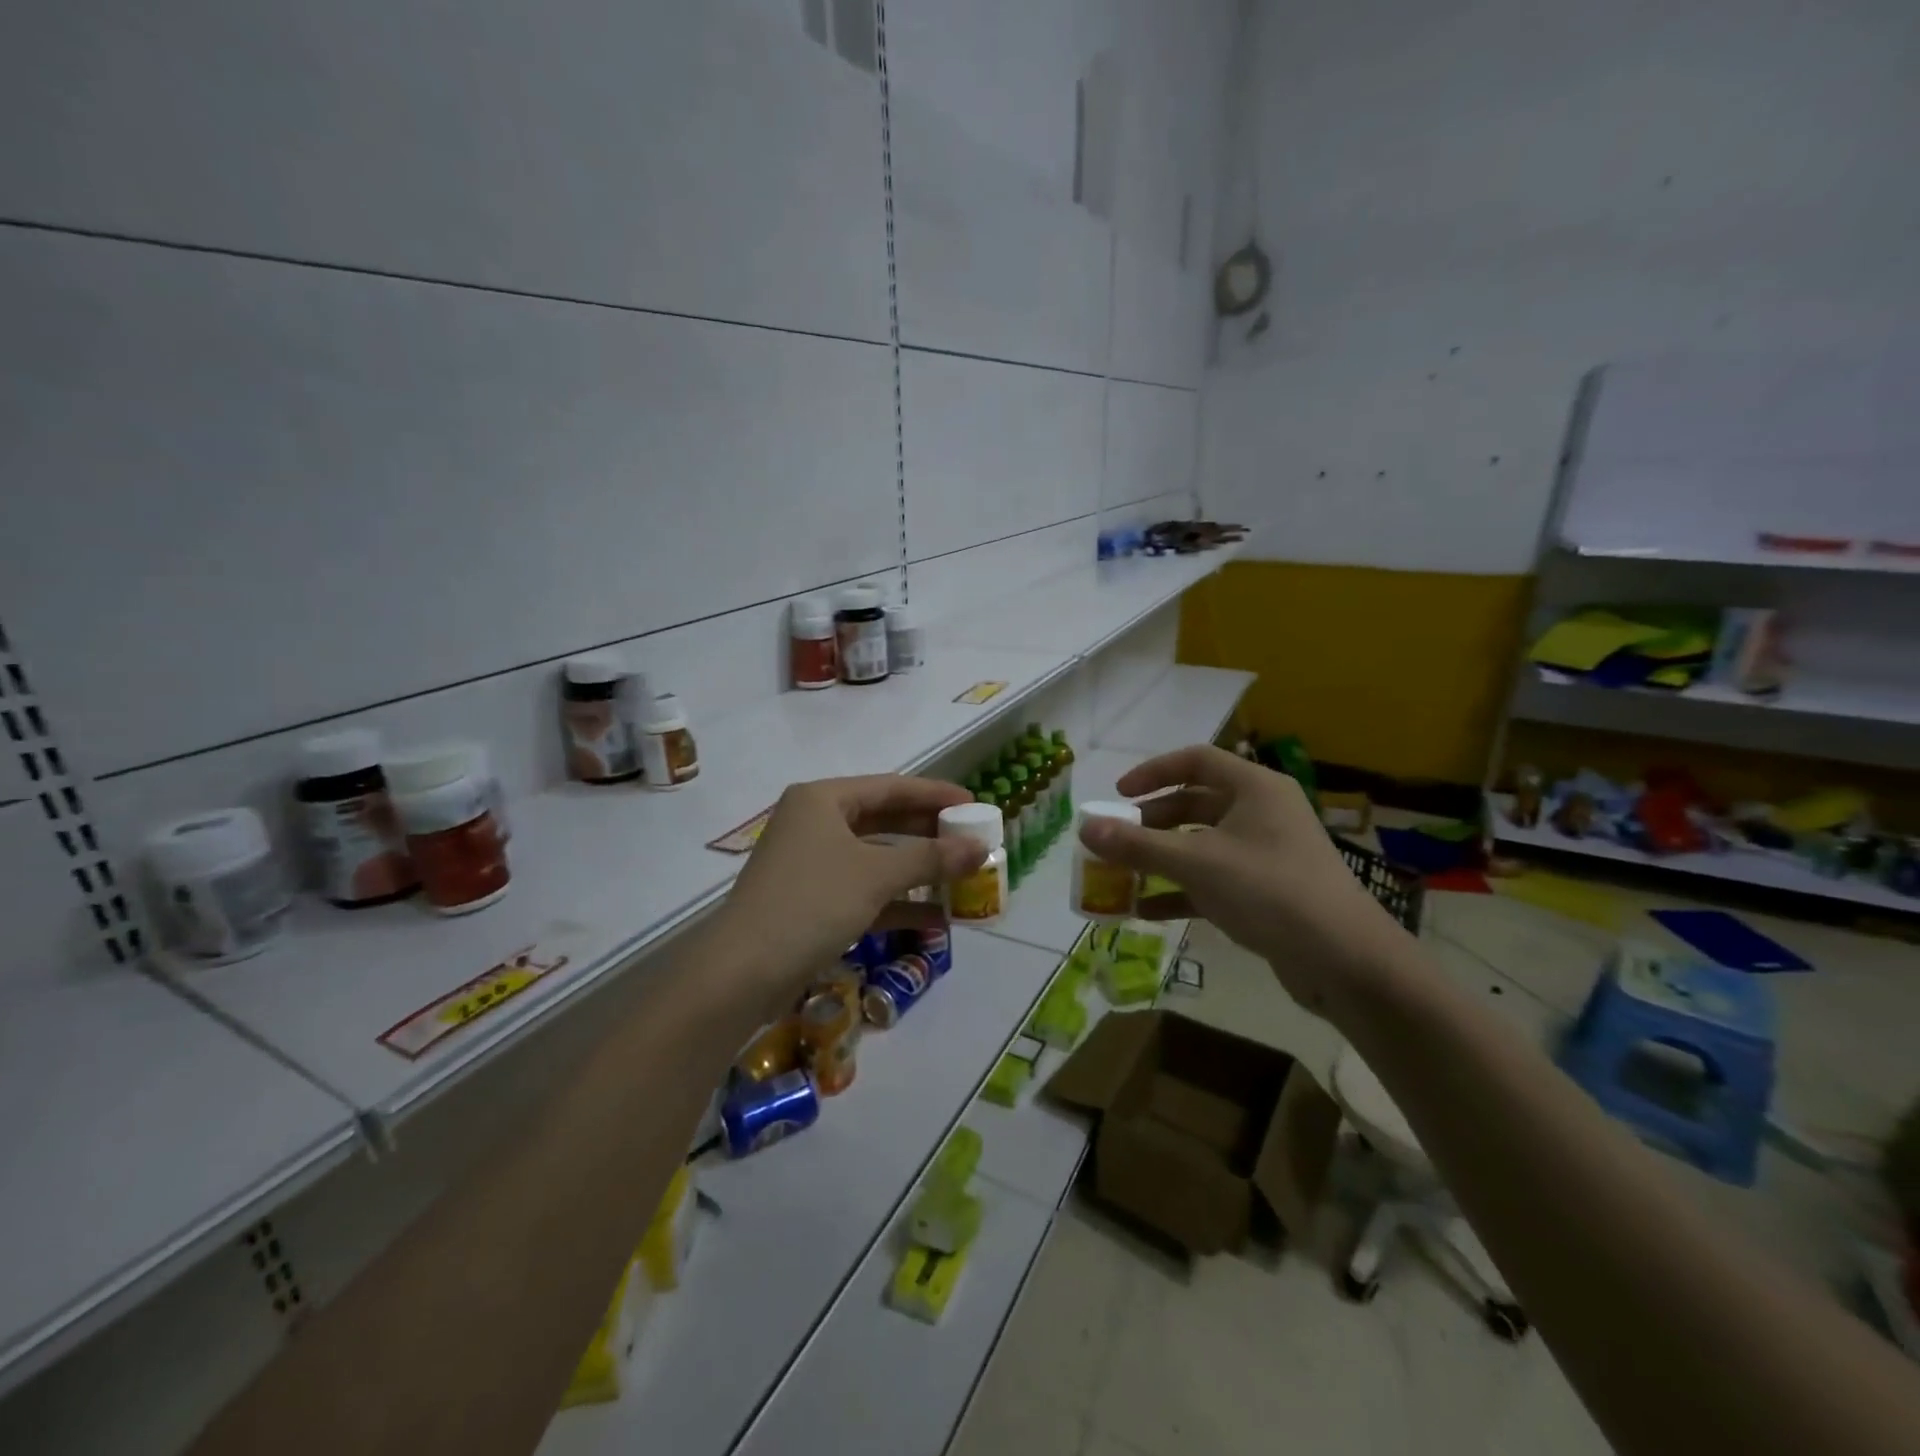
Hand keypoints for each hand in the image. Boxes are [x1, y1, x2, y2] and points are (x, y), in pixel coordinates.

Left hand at [718, 775, 985, 1006]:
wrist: (743, 972)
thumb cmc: (812, 902)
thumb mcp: (876, 875)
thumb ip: (931, 858)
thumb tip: (981, 848)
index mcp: (823, 799)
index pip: (891, 787)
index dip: (935, 795)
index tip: (975, 805)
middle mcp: (815, 823)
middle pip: (884, 821)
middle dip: (929, 835)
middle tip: (972, 841)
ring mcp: (812, 865)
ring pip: (876, 859)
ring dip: (918, 871)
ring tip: (963, 879)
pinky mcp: (813, 902)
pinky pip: (865, 892)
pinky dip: (897, 902)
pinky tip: (937, 918)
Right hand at [1078, 745, 1412, 1024]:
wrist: (1346, 962)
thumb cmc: (1270, 891)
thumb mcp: (1196, 863)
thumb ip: (1137, 845)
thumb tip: (1084, 828)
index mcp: (1254, 788)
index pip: (1195, 761)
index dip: (1152, 773)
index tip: (1117, 795)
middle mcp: (1262, 813)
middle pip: (1195, 804)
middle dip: (1151, 823)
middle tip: (1116, 841)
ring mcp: (1266, 854)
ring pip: (1201, 845)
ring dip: (1161, 859)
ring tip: (1122, 876)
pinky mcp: (1266, 892)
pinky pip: (1213, 881)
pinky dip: (1180, 891)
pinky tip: (1146, 912)